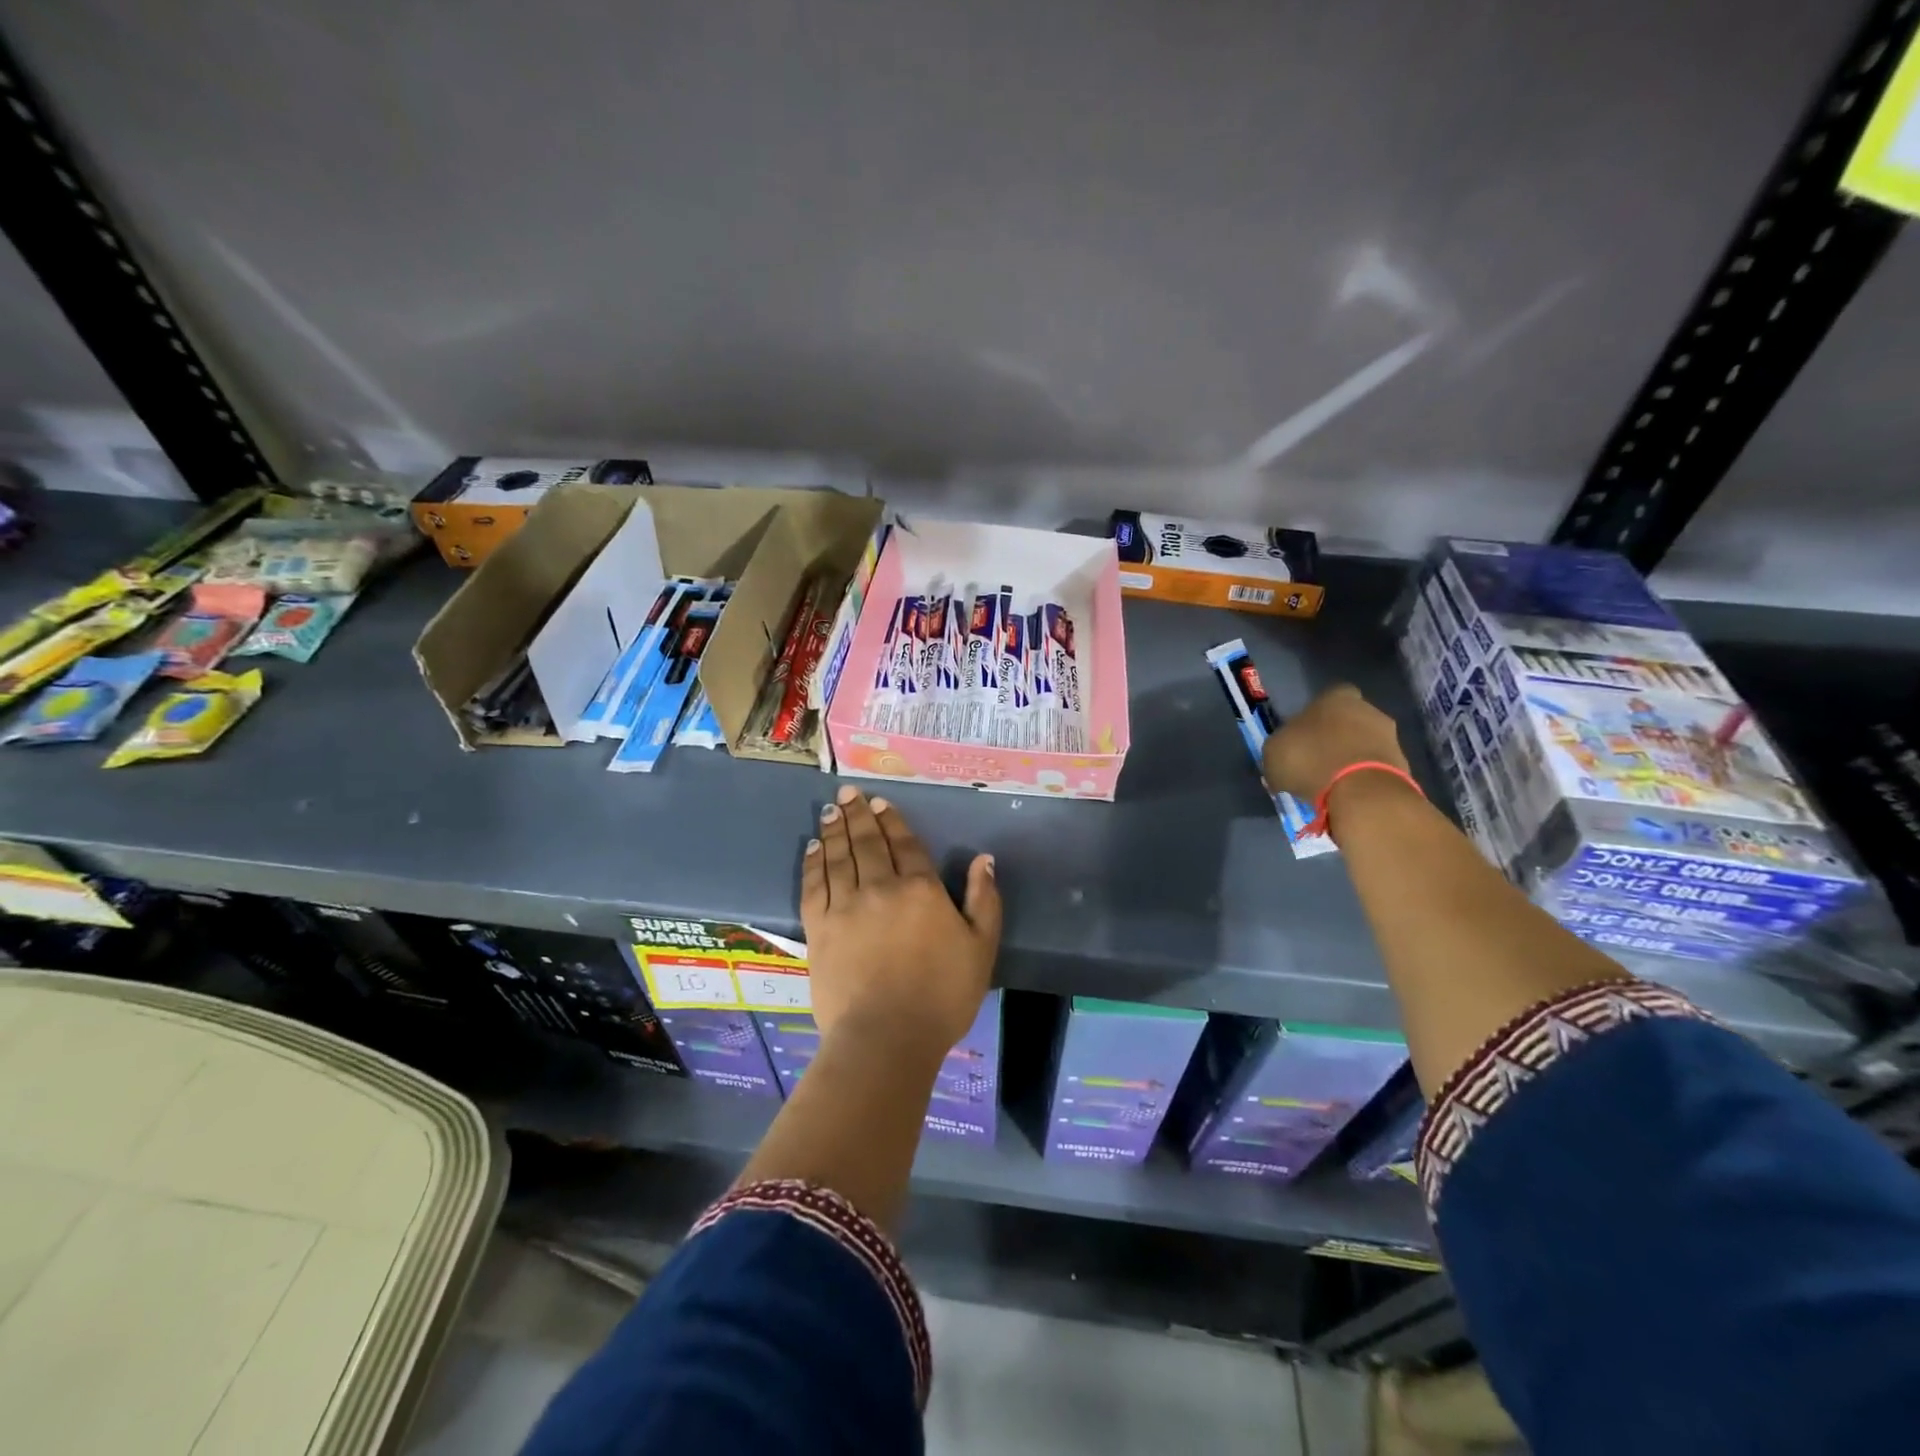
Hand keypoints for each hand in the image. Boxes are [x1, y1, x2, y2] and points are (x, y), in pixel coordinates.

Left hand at [801, 785, 1001, 1059]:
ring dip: (834, 830)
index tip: (880, 802)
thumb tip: (984, 860)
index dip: (892, 821)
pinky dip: (813, 863)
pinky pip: (813, 885)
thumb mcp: (981, 948)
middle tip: (847, 794)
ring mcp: (845, 906)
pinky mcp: (819, 928)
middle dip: (858, 815)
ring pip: (838, 857)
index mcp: (920, 889)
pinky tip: (813, 848)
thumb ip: (985, 900)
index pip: (904, 844)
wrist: (886, 1037)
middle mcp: (880, 887)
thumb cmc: (942, 995)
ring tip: (830, 811)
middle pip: (867, 842)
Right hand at [1262, 683, 1408, 803]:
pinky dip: (1363, 778)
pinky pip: (1376, 767)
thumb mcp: (1274, 754)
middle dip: (1335, 737)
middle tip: (1316, 760)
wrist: (1361, 791)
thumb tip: (1283, 757)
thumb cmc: (1310, 760)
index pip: (1327, 697)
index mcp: (1336, 697)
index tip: (1303, 735)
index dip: (1314, 716)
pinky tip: (1348, 793)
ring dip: (1351, 758)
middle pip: (1349, 720)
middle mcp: (1368, 709)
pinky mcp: (1403, 765)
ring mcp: (1390, 737)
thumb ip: (1279, 749)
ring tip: (1331, 782)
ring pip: (1365, 744)